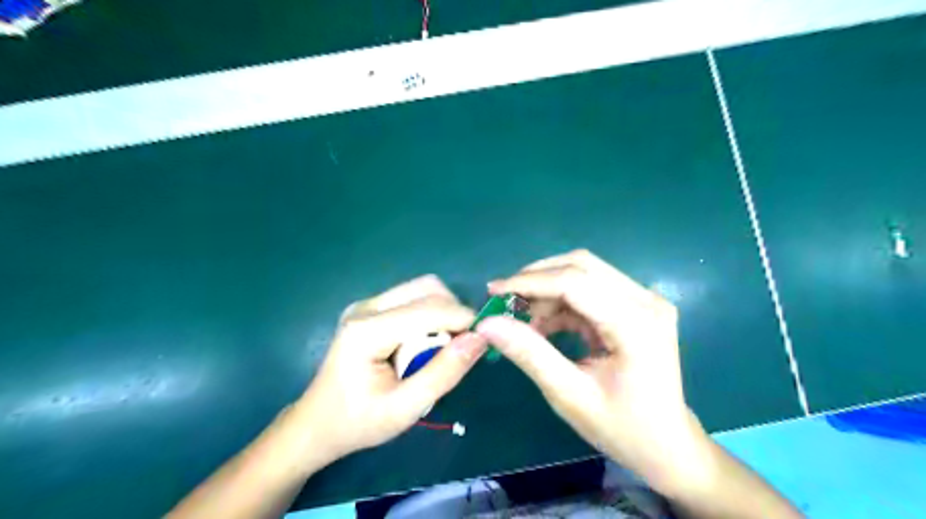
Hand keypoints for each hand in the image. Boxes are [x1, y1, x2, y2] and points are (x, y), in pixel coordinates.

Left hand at [297, 275, 486, 461]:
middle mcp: (366, 307)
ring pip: (421, 289)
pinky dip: (431, 314)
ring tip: (445, 345)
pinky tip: (427, 342)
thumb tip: (480, 339)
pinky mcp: (371, 309)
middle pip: (426, 288)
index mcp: (367, 331)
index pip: (429, 309)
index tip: (485, 340)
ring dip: (443, 311)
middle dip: (454, 311)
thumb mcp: (405, 409)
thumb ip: (444, 373)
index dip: (463, 319)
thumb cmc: (358, 423)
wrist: (316, 424)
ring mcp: (366, 304)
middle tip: (463, 345)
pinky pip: (412, 298)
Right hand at [474, 249, 710, 495]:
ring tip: (522, 318)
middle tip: (505, 301)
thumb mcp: (569, 395)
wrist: (667, 446)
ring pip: (585, 273)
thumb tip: (488, 323)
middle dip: (537, 279)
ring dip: (548, 290)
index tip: (493, 291)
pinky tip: (544, 324)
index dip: (529, 282)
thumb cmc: (622, 428)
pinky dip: (562, 302)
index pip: (575, 282)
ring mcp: (645, 301)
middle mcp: (646, 301)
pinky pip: (591, 290)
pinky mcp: (637, 307)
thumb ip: (529, 354)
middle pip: (582, 266)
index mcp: (637, 324)